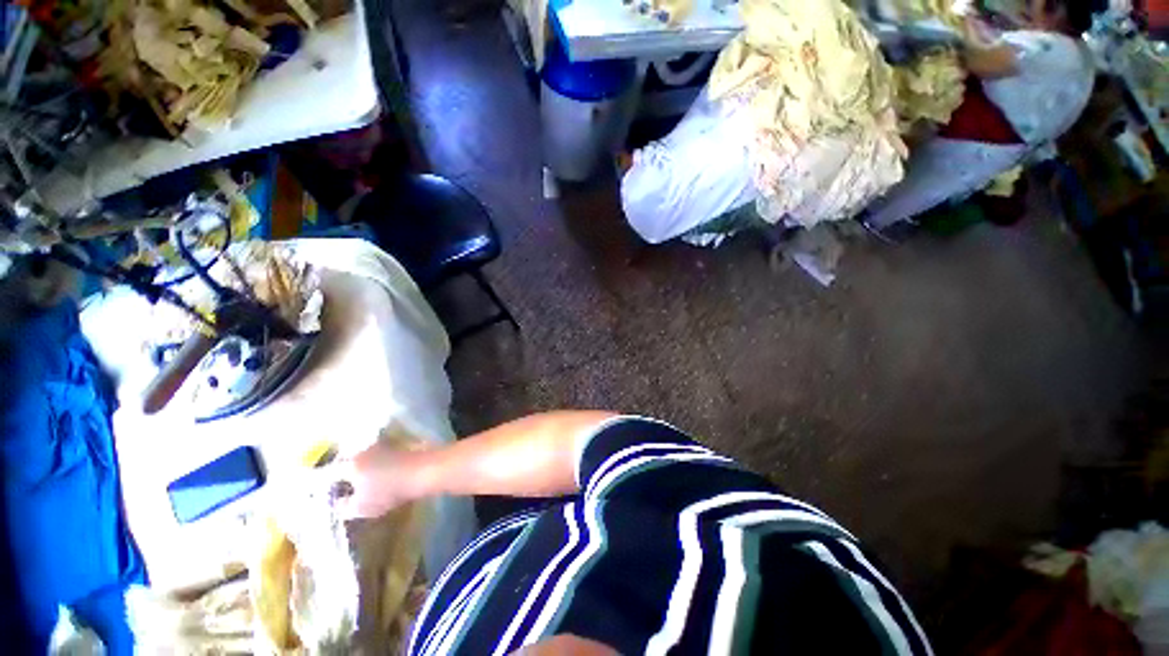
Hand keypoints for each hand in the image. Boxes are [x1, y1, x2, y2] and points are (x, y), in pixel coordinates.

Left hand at [327, 443, 431, 519]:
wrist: (428, 468)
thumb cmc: (389, 471)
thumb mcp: (355, 466)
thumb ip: (335, 469)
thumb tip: (319, 472)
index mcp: (354, 509)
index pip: (331, 502)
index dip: (325, 486)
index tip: (324, 467)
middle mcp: (370, 508)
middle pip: (351, 491)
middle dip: (347, 474)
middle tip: (345, 455)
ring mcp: (390, 496)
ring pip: (369, 482)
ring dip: (366, 467)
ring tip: (366, 449)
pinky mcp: (404, 484)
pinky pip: (386, 474)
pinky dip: (383, 463)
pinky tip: (385, 449)